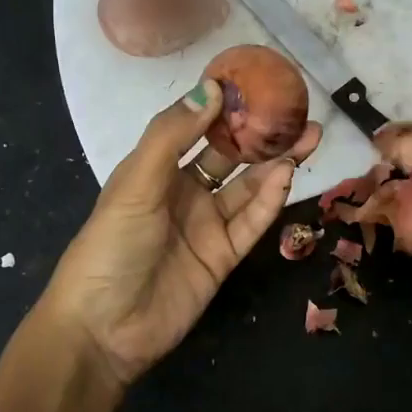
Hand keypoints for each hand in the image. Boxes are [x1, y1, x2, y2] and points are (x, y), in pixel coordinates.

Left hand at [41, 80, 321, 391]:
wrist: (104, 329)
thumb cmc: (111, 246)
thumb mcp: (135, 184)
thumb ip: (172, 136)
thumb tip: (212, 89)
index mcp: (155, 169)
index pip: (195, 128)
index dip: (224, 106)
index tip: (256, 82)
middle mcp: (183, 192)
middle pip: (229, 156)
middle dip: (260, 134)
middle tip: (296, 111)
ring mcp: (205, 225)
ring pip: (247, 187)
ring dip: (275, 163)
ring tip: (307, 137)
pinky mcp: (223, 257)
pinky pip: (251, 222)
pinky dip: (269, 200)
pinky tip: (287, 176)